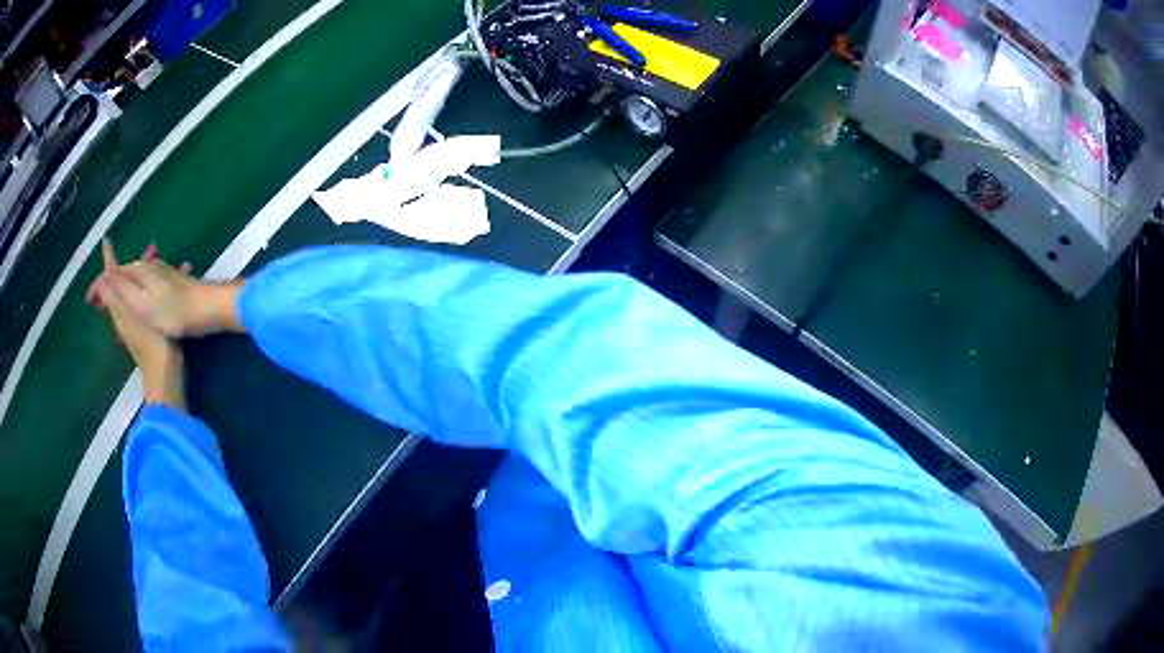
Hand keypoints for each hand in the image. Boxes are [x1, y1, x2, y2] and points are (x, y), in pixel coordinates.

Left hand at [89, 241, 185, 407]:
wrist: (166, 377)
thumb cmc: (150, 344)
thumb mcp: (130, 316)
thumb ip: (115, 295)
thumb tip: (102, 276)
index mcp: (119, 307)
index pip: (108, 280)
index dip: (107, 260)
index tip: (107, 240)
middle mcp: (125, 312)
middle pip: (124, 282)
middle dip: (135, 263)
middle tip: (153, 248)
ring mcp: (138, 321)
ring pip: (138, 289)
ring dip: (148, 273)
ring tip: (166, 261)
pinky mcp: (150, 327)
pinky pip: (150, 299)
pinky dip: (158, 287)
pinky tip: (176, 283)